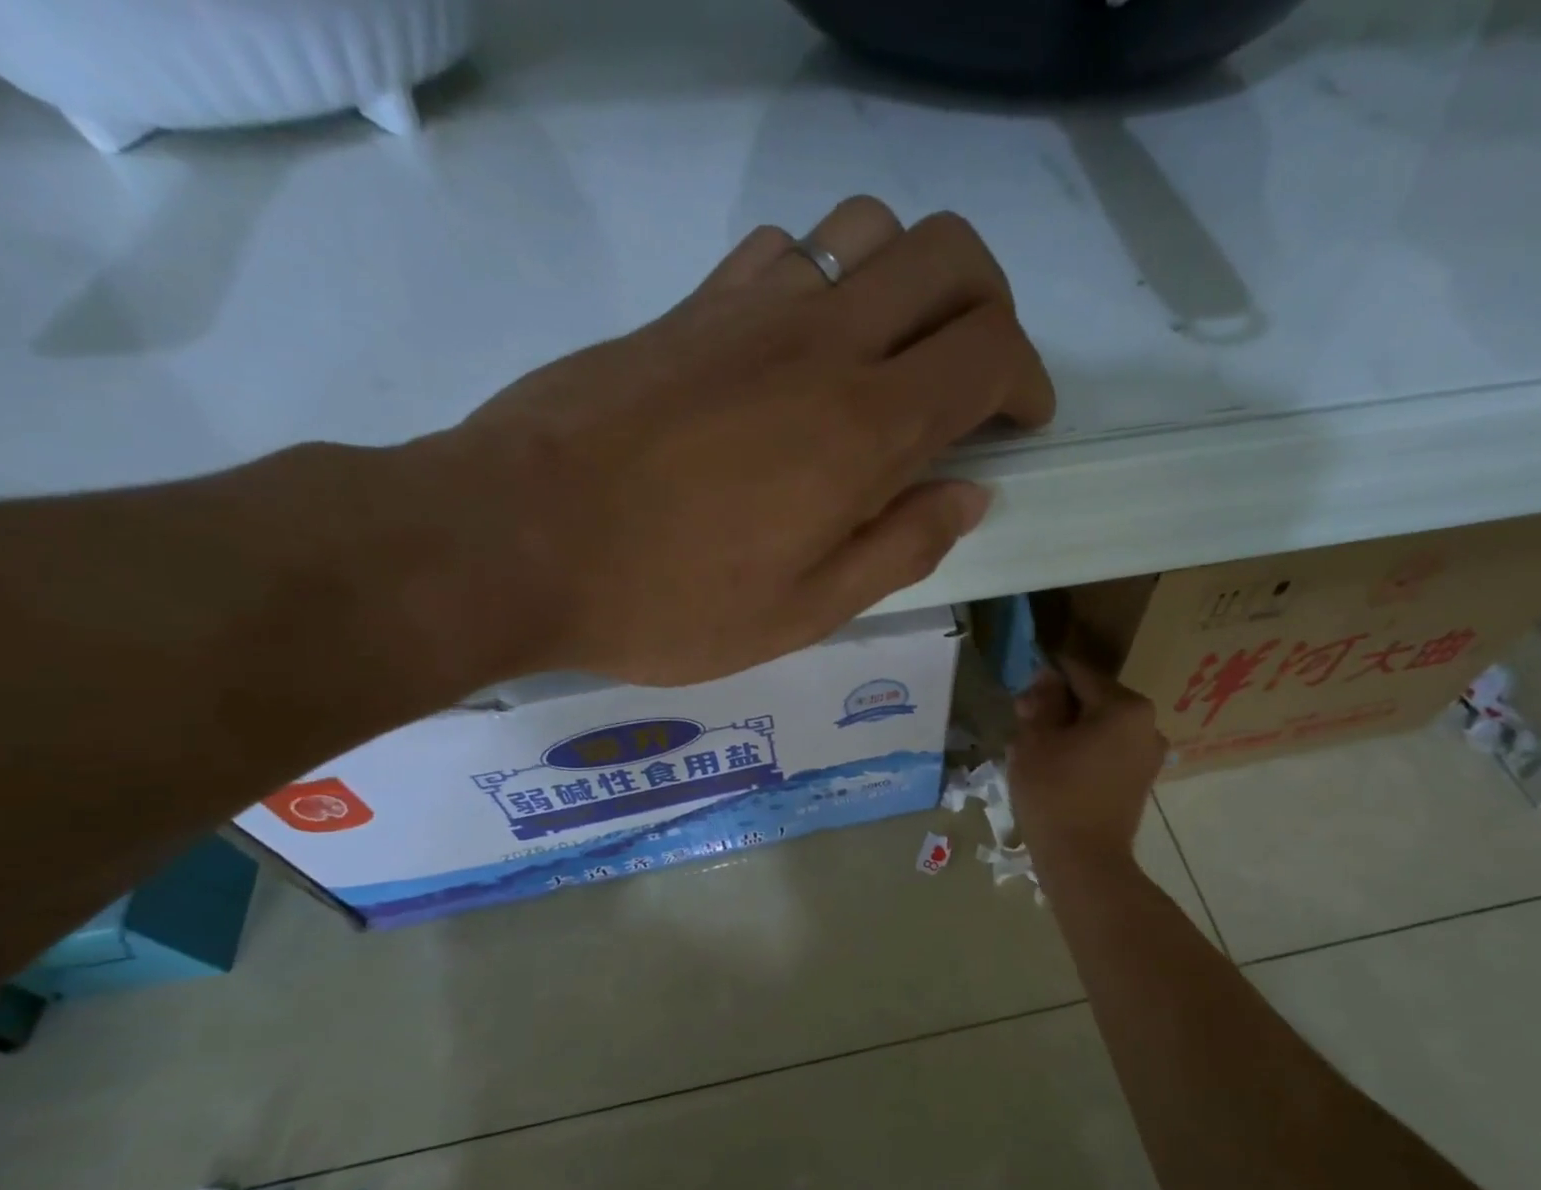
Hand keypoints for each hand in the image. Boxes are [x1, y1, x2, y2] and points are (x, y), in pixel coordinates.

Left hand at [415, 195, 1054, 685]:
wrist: (513, 541)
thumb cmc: (668, 601)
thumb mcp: (806, 612)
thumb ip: (901, 548)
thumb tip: (969, 496)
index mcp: (863, 428)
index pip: (991, 351)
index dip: (1028, 380)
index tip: (1021, 425)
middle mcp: (821, 341)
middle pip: (948, 255)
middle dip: (990, 306)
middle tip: (976, 378)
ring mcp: (750, 308)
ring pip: (868, 227)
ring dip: (909, 280)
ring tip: (893, 358)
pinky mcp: (690, 305)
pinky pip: (783, 249)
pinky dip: (823, 280)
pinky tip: (802, 349)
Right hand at [1009, 656, 1167, 866]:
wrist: (1084, 861)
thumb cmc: (1054, 794)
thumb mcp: (1036, 740)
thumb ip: (1043, 701)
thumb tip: (1047, 677)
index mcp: (1125, 706)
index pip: (1078, 673)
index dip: (1046, 678)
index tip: (1022, 690)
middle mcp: (1148, 724)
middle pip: (1094, 698)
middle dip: (1059, 705)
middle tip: (1024, 724)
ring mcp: (1149, 754)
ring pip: (1101, 725)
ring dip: (1071, 729)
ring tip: (1038, 749)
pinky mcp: (1142, 779)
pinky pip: (1110, 750)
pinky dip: (1086, 750)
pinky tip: (1059, 767)